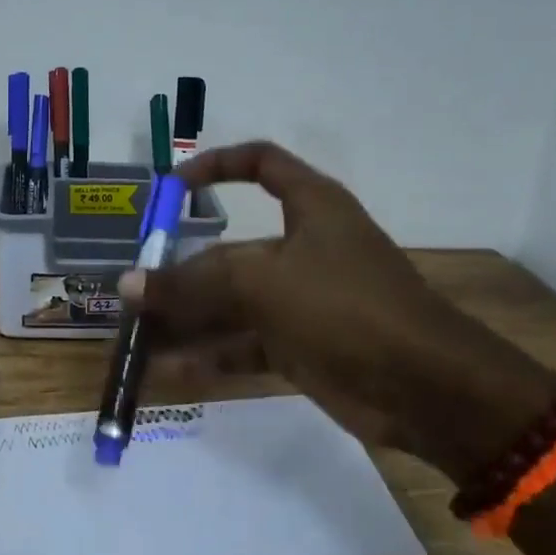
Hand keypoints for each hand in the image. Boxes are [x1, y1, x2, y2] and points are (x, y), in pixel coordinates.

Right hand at [120, 141, 555, 477]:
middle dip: (180, 271)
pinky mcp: (301, 347)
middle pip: (230, 250)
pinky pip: (243, 344)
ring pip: (232, 303)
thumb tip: (127, 285)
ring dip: (186, 320)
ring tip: (136, 337)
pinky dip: (209, 356)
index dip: (216, 166)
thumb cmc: (348, 308)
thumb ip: (192, 284)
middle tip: (131, 290)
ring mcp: (302, 301)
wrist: (428, 390)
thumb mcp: (264, 285)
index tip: (171, 187)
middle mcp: (304, 248)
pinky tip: (167, 371)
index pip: (261, 164)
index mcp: (311, 207)